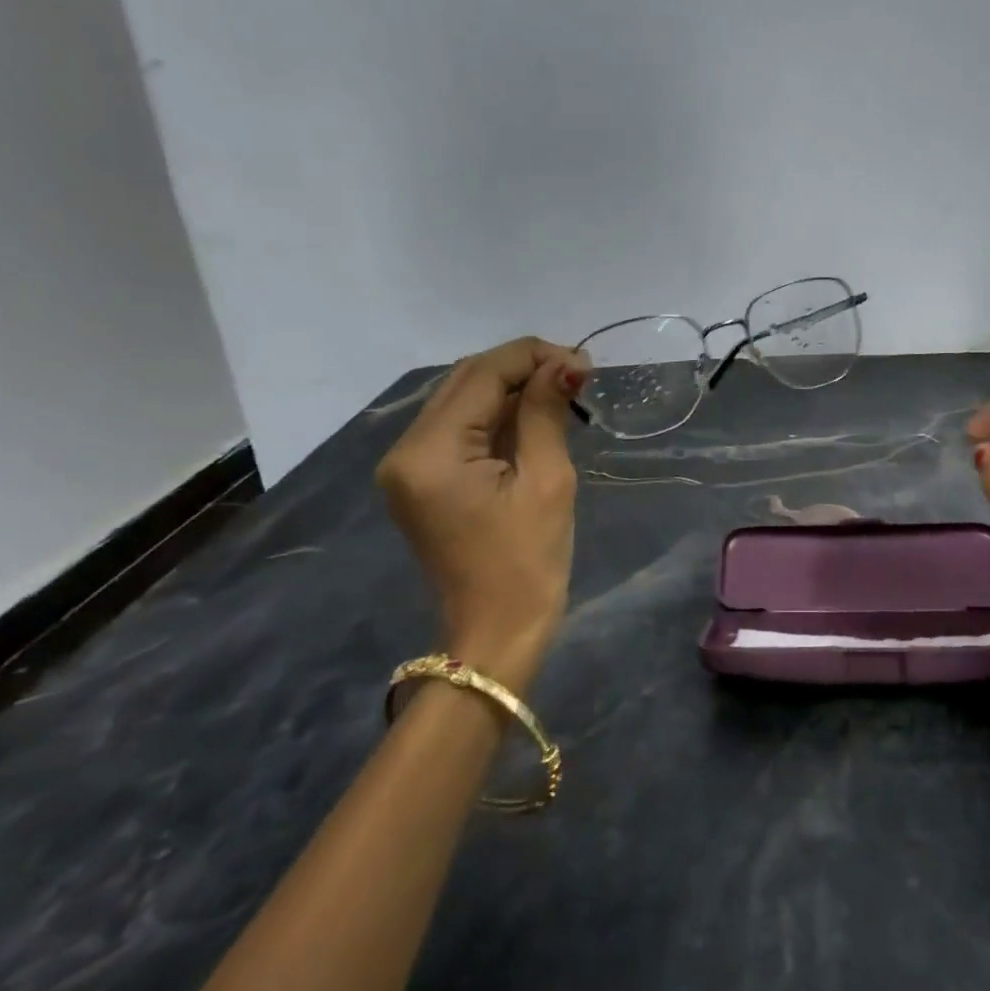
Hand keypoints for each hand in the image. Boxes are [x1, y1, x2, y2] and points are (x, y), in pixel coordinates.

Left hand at [375, 337, 586, 679]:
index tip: (584, 363)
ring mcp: (407, 465)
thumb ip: (546, 412)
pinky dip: (498, 414)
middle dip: (523, 367)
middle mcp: (405, 449)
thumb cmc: (528, 563)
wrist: (497, 634)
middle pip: (466, 380)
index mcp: (430, 452)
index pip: (482, 374)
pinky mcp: (420, 478)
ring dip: (512, 387)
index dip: (534, 356)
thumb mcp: (547, 480)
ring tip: (564, 390)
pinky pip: (460, 427)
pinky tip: (535, 414)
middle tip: (578, 374)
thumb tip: (566, 363)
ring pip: (462, 399)